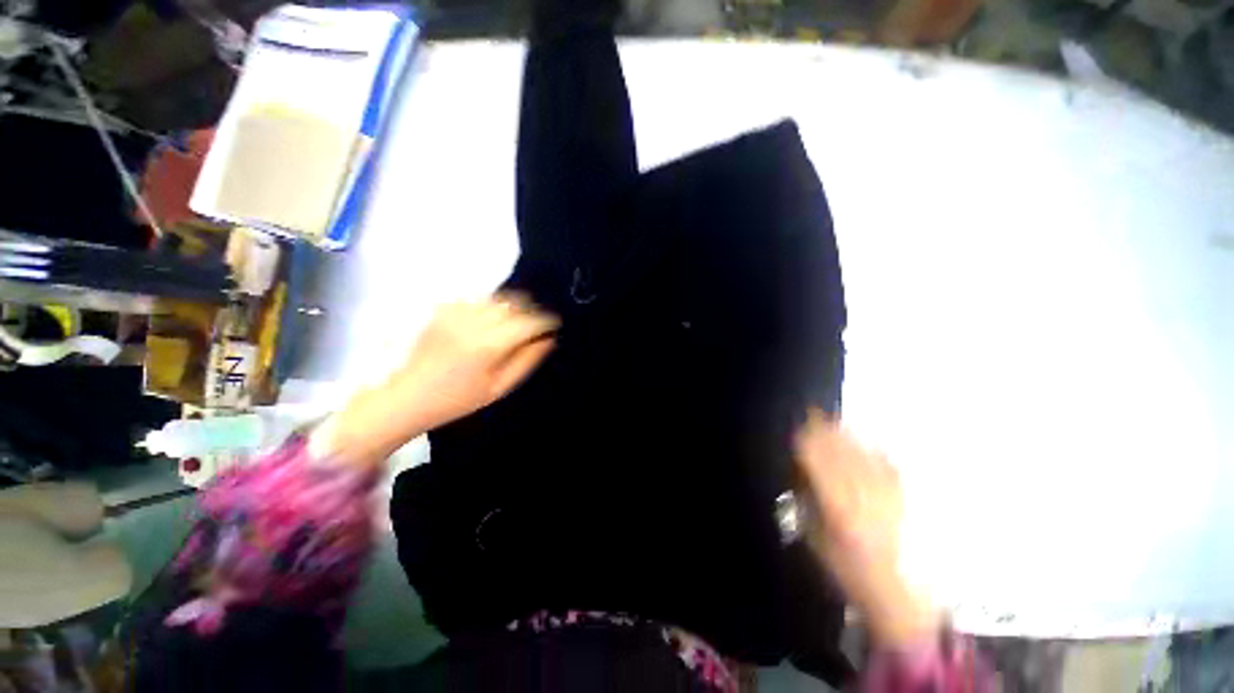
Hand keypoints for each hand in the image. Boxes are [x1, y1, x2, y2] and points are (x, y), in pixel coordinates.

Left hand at [311, 294, 558, 468]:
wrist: (408, 396)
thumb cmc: (459, 399)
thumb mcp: (500, 387)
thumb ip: (527, 361)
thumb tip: (548, 340)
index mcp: (489, 345)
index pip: (528, 322)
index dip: (545, 320)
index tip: (554, 324)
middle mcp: (474, 322)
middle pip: (514, 304)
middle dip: (531, 309)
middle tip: (538, 321)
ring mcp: (456, 313)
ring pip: (497, 298)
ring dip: (513, 305)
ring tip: (519, 318)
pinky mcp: (444, 311)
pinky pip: (478, 299)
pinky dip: (492, 305)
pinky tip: (493, 318)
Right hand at [794, 410, 938, 647]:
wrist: (894, 590)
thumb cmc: (845, 567)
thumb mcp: (814, 535)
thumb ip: (808, 499)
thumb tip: (802, 470)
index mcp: (837, 504)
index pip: (818, 461)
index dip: (807, 440)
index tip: (799, 426)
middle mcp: (862, 493)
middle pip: (841, 452)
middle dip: (826, 431)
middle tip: (814, 414)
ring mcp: (886, 494)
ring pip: (863, 454)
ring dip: (847, 435)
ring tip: (836, 420)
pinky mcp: (903, 498)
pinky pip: (889, 466)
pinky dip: (877, 450)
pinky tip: (870, 441)